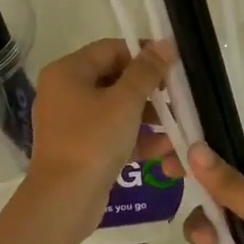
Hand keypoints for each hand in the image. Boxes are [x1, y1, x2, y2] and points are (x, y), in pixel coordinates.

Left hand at [26, 39, 173, 207]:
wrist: (65, 199)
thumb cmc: (93, 140)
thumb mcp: (125, 102)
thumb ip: (147, 71)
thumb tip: (165, 44)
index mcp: (67, 72)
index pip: (110, 49)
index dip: (143, 54)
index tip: (173, 65)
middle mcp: (65, 92)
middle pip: (114, 79)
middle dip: (149, 89)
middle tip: (178, 96)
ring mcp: (71, 122)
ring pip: (116, 109)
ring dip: (148, 116)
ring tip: (179, 124)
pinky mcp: (81, 148)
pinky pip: (112, 133)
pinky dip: (136, 138)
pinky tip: (166, 148)